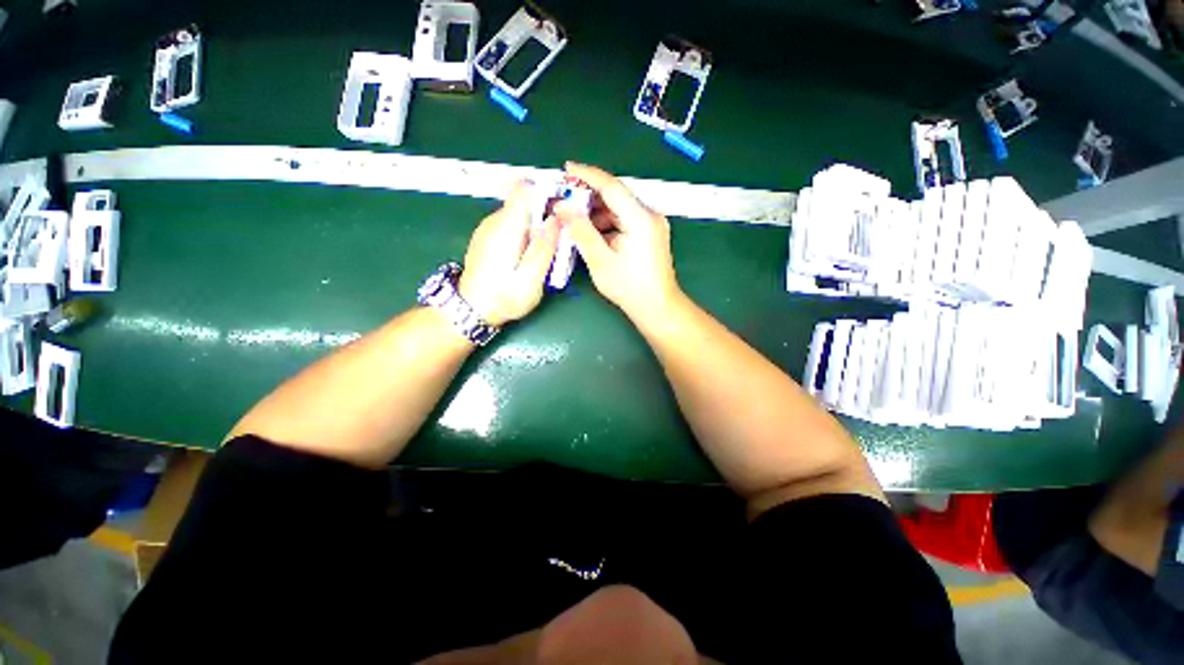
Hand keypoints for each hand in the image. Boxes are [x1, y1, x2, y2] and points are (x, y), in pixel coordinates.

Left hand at [458, 181, 559, 326]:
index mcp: (506, 227)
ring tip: (548, 251)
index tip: (562, 209)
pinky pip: (511, 226)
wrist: (471, 311)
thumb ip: (544, 248)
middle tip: (561, 238)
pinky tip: (530, 256)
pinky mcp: (488, 238)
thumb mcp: (530, 279)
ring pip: (519, 215)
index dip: (546, 192)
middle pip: (524, 203)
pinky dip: (525, 234)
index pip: (524, 189)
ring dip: (537, 226)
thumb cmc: (503, 297)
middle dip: (545, 214)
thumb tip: (556, 220)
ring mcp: (488, 229)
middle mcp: (494, 221)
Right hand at [554, 163, 681, 321]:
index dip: (587, 175)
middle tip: (564, 202)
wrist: (657, 308)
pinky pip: (624, 222)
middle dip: (588, 198)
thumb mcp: (600, 260)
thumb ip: (581, 231)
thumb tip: (562, 208)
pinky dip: (606, 225)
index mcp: (641, 218)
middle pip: (615, 197)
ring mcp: (651, 225)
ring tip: (574, 223)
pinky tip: (591, 235)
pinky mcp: (649, 235)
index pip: (611, 186)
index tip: (566, 168)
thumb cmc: (630, 287)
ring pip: (618, 210)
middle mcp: (650, 216)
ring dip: (596, 214)